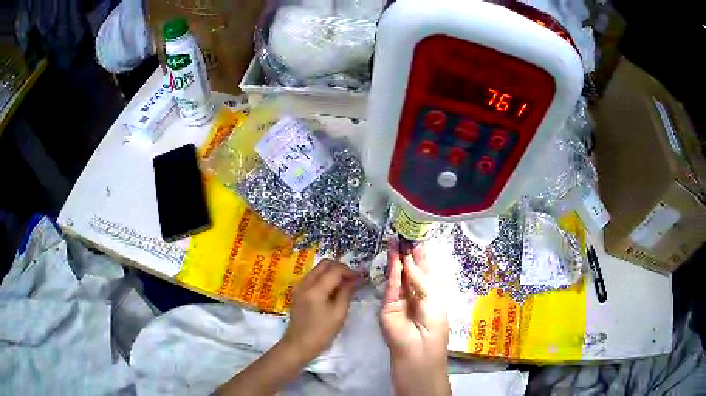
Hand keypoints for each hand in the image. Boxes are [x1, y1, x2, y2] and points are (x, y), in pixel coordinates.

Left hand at [281, 259, 359, 362]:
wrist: (298, 345)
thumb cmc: (321, 333)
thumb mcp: (339, 314)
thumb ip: (347, 293)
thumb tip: (356, 280)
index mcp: (315, 289)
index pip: (335, 270)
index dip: (350, 271)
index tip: (361, 278)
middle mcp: (305, 283)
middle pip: (325, 264)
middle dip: (341, 268)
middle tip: (354, 279)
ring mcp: (299, 286)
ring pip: (318, 269)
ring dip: (332, 272)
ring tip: (346, 284)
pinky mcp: (298, 291)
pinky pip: (313, 277)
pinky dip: (325, 278)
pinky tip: (334, 289)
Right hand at [380, 240, 450, 395]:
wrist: (417, 355)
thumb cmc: (434, 329)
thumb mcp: (433, 300)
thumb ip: (421, 279)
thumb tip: (410, 259)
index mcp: (431, 294)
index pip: (425, 271)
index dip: (422, 255)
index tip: (418, 238)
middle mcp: (415, 295)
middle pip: (411, 271)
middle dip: (408, 254)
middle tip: (404, 234)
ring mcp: (399, 301)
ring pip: (399, 276)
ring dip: (398, 259)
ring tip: (395, 240)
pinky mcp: (387, 307)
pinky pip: (391, 286)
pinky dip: (393, 272)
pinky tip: (395, 258)